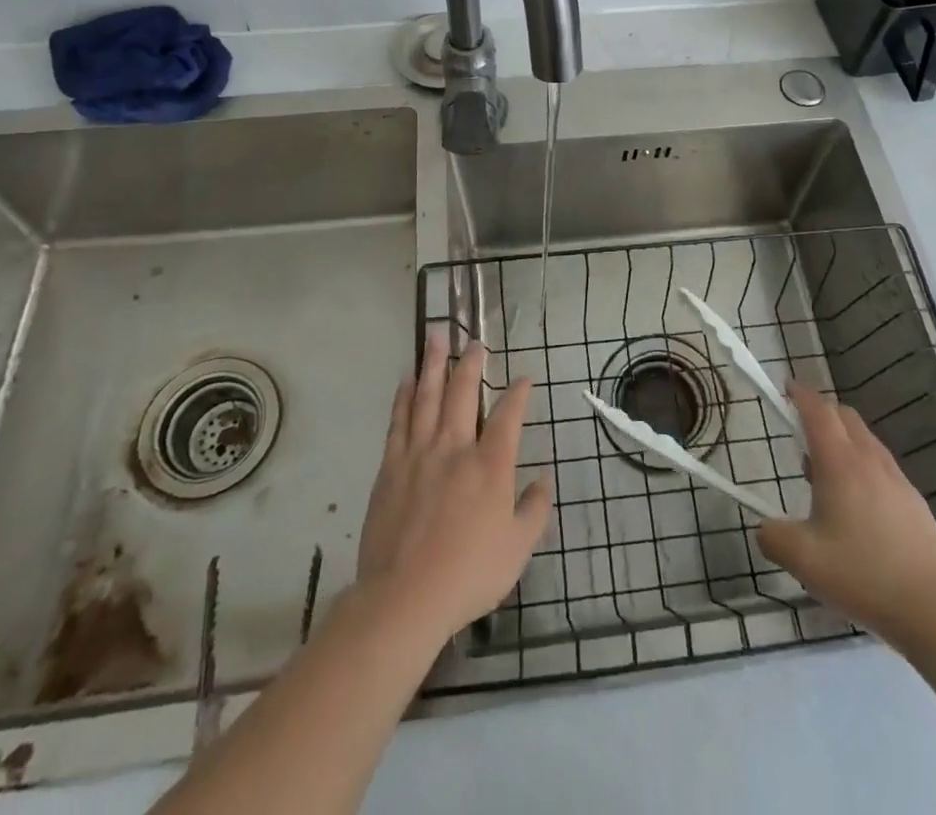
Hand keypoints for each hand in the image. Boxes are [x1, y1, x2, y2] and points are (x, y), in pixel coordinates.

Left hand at [355, 330, 552, 640]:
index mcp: (490, 465)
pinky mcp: (391, 467)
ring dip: (433, 364)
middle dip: (471, 363)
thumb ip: (535, 509)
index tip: (524, 377)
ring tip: (436, 337)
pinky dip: (404, 396)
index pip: (508, 415)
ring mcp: (419, 454)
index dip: (518, 393)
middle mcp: (455, 448)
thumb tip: (544, 478)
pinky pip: (399, 421)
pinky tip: (407, 380)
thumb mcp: (518, 548)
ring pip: (428, 397)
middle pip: (463, 392)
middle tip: (475, 341)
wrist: (404, 598)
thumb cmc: (468, 574)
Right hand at [757, 382, 935, 643]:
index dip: (800, 394)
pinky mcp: (914, 501)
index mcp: (839, 463)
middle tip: (800, 431)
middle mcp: (869, 460)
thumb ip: (773, 536)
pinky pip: (881, 465)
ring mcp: (897, 479)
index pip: (818, 411)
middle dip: (821, 412)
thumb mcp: (802, 560)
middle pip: (844, 416)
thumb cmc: (860, 575)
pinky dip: (862, 464)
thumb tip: (765, 527)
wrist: (930, 609)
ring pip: (865, 439)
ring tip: (824, 473)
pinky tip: (857, 504)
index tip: (786, 386)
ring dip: (842, 439)